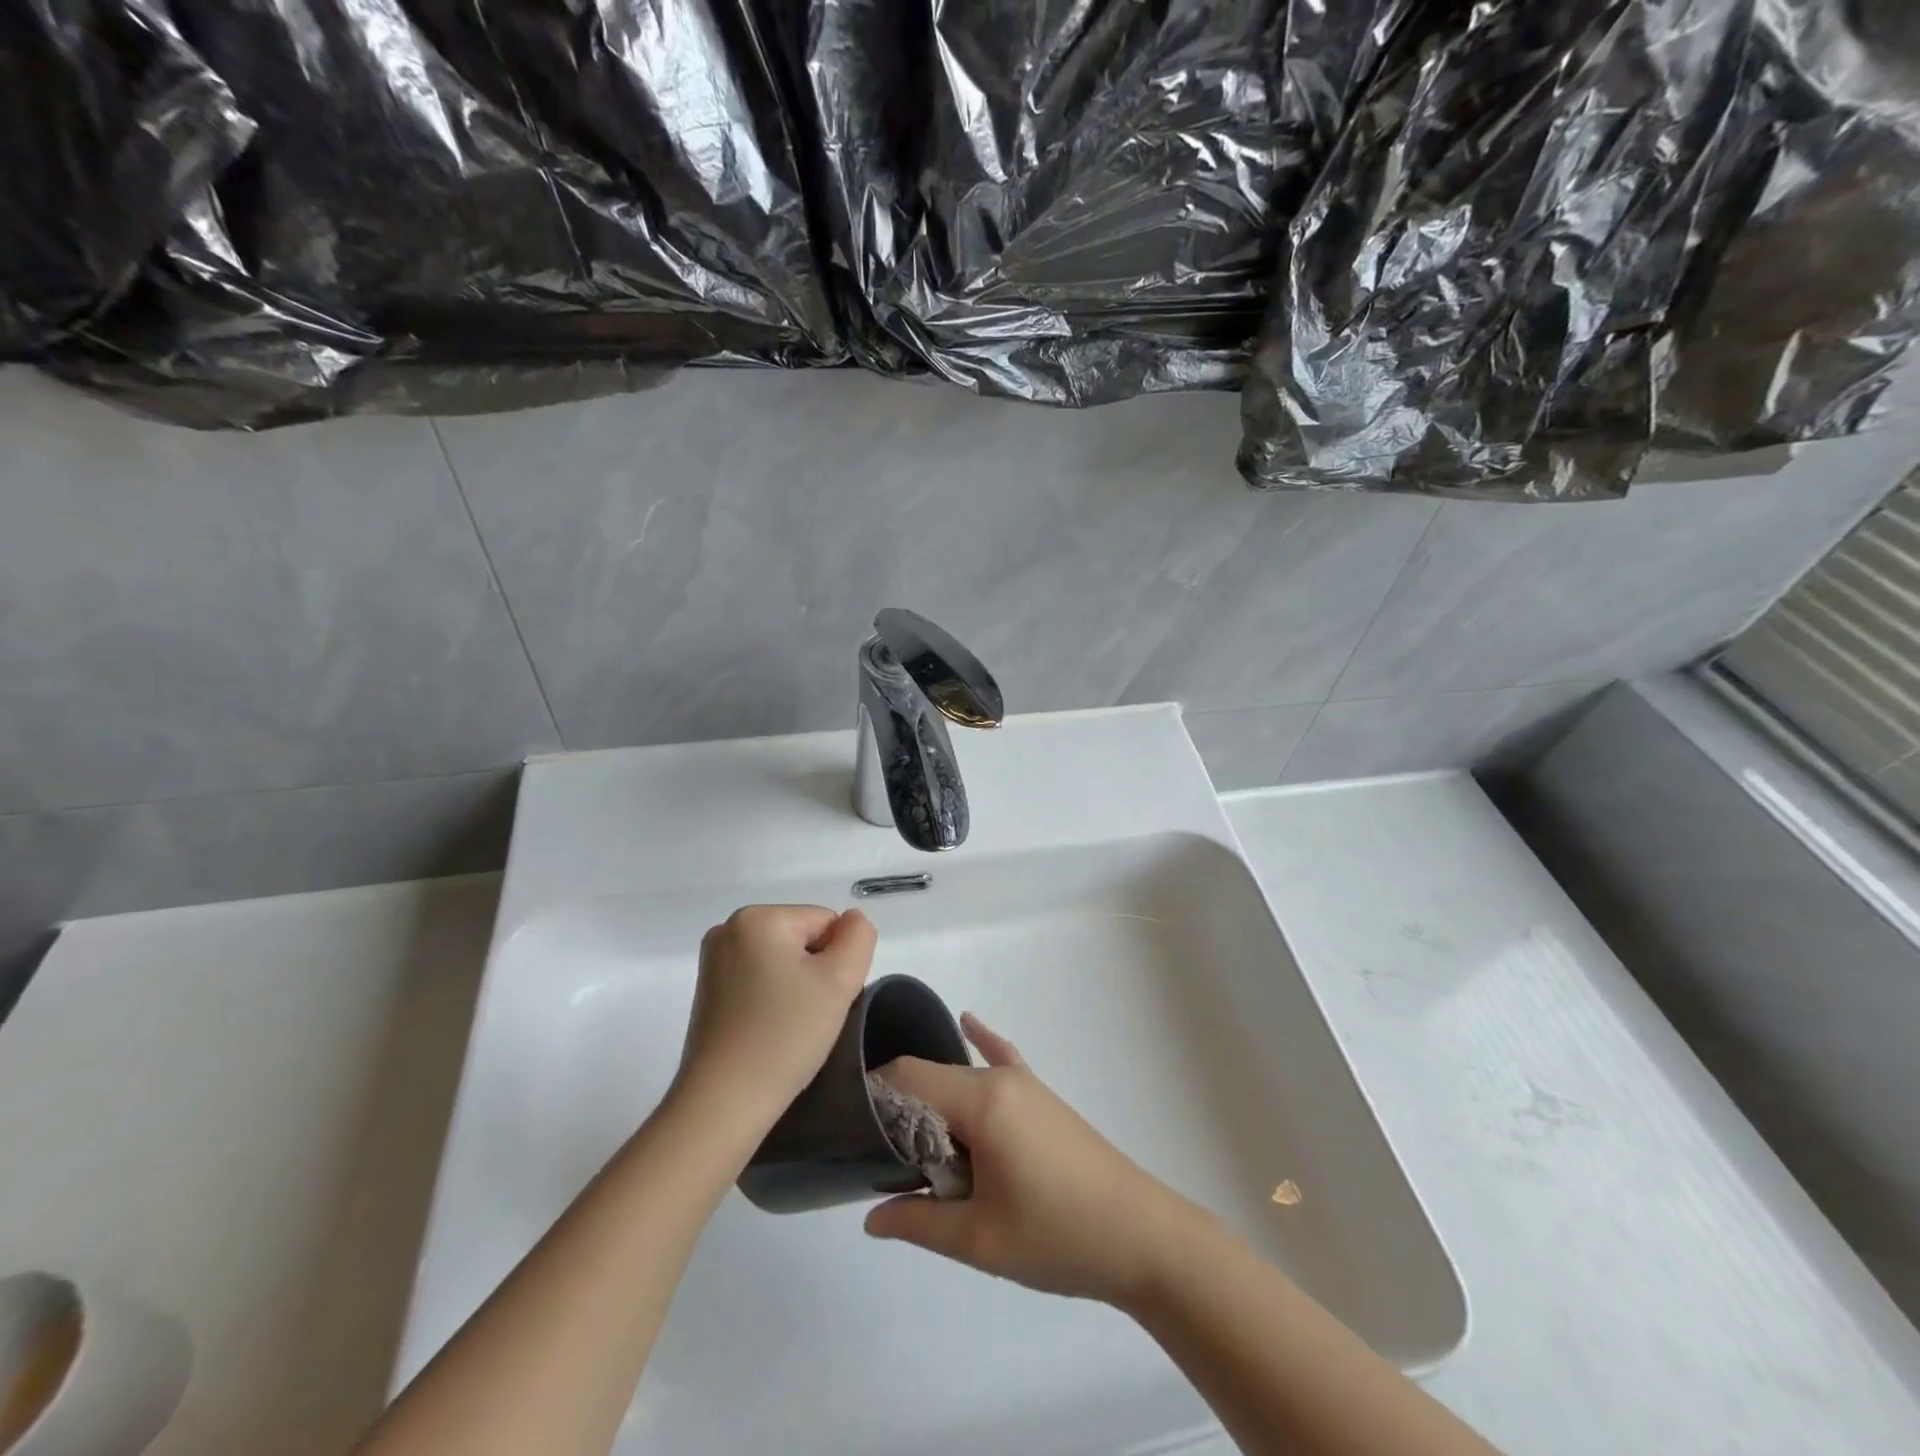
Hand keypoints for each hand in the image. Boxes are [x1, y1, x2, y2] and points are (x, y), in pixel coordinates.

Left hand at [676, 905, 876, 1125]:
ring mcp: (714, 960)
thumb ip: (859, 937)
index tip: (824, 999)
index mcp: (758, 917)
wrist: (724, 1102)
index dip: (837, 961)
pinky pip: (760, 978)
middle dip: (816, 971)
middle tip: (810, 1015)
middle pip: (802, 937)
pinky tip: (770, 1029)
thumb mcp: (840, 980)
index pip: (826, 922)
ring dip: (797, 986)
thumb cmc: (785, 1034)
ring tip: (790, 1025)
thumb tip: (851, 922)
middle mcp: (729, 928)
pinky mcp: (708, 990)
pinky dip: (773, 998)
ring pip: (783, 960)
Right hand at [864, 1014, 1197, 1304]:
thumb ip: (919, 1221)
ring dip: (933, 1102)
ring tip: (905, 1138)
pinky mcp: (1041, 1096)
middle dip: (900, 1109)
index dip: (873, 1095)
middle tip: (874, 1155)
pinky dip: (980, 1044)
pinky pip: (1002, 1059)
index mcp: (982, 1101)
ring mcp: (1025, 1083)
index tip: (847, 1126)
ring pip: (960, 1077)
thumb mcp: (980, 1239)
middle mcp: (1000, 1079)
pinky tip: (967, 1023)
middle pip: (932, 1077)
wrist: (1142, 1236)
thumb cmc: (1058, 1236)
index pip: (909, 1075)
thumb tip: (871, 1217)